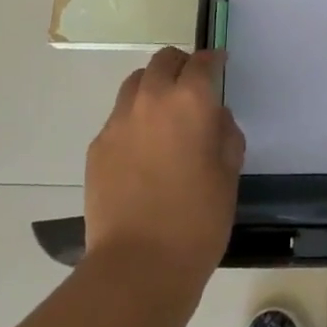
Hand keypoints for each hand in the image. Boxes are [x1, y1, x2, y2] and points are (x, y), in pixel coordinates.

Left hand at [85, 47, 243, 283]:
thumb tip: (214, 119)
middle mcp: (151, 100)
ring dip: (153, 86)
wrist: (138, 266)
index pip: (202, 62)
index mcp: (190, 101)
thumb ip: (225, 135)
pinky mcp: (97, 147)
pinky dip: (133, 118)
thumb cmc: (197, 220)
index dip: (214, 60)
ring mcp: (118, 122)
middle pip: (163, 61)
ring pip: (136, 83)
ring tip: (164, 112)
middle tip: (192, 84)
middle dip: (181, 65)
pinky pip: (118, 117)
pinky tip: (143, 148)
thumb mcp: (229, 174)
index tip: (220, 64)